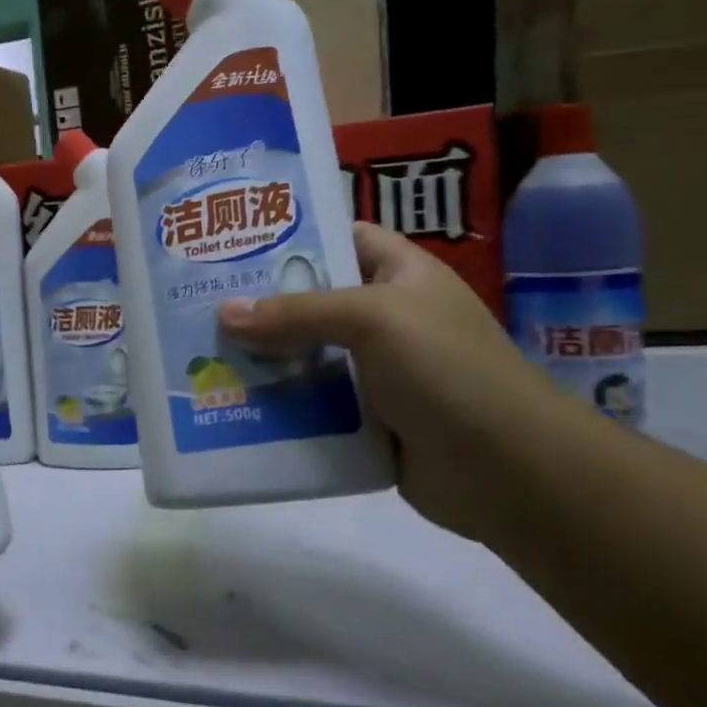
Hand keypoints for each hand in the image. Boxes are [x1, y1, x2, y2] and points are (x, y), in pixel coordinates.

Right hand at [218, 223, 572, 544]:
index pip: (340, 238)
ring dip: (261, 359)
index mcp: (400, 275)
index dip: (293, 236)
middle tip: (197, 301)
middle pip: (311, 301)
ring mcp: (375, 372)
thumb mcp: (373, 319)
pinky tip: (230, 402)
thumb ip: (297, 313)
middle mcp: (385, 318)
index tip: (233, 241)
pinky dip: (277, 404)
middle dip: (259, 303)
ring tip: (199, 353)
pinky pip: (310, 404)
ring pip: (304, 355)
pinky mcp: (364, 420)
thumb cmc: (448, 370)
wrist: (510, 471)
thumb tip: (224, 313)